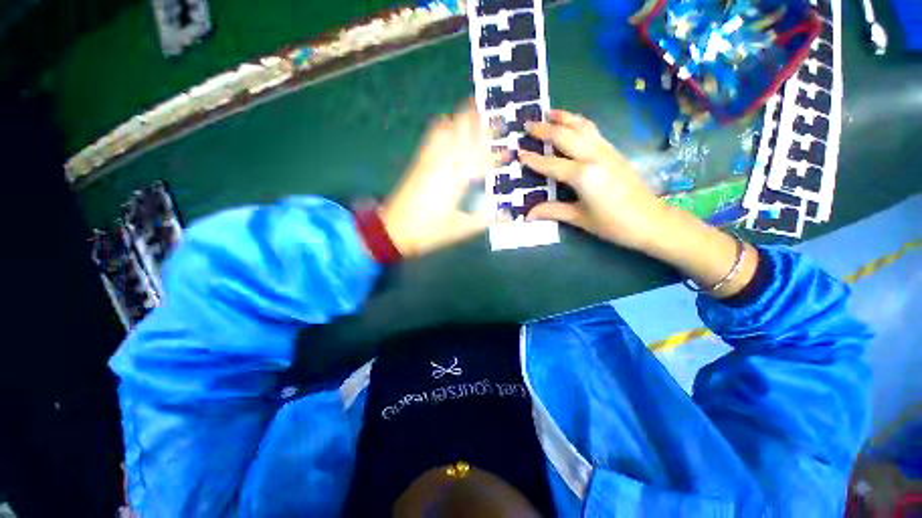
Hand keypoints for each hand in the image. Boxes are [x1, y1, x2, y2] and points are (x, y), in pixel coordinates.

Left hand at [381, 101, 493, 257]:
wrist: (394, 229)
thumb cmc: (429, 232)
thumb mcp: (459, 230)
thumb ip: (484, 220)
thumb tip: (507, 214)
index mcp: (457, 183)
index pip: (481, 162)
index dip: (497, 155)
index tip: (509, 151)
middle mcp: (444, 166)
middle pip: (464, 137)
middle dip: (481, 124)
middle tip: (497, 117)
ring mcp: (430, 162)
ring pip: (447, 132)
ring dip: (461, 119)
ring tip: (474, 108)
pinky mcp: (419, 163)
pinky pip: (431, 139)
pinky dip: (441, 127)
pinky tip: (445, 121)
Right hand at [518, 109, 668, 251]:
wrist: (651, 220)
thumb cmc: (612, 223)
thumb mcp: (579, 218)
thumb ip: (552, 211)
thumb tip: (527, 215)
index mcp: (583, 175)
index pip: (551, 164)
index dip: (533, 159)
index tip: (518, 153)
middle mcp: (594, 157)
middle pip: (565, 136)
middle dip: (545, 129)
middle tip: (528, 124)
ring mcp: (606, 151)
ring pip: (582, 127)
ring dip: (565, 118)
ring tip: (550, 111)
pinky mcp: (615, 152)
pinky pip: (594, 131)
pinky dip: (580, 123)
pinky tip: (573, 124)